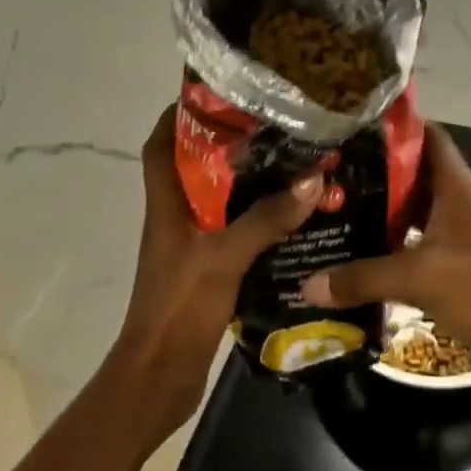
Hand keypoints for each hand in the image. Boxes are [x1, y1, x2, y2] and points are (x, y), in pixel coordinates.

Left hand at [107, 105, 322, 438]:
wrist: (159, 376)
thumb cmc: (179, 307)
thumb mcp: (223, 257)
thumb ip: (265, 220)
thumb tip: (310, 181)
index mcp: (166, 205)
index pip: (159, 145)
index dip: (179, 115)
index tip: (216, 94)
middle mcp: (175, 219)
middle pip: (196, 169)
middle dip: (228, 146)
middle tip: (273, 129)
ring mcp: (190, 247)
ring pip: (219, 203)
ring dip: (249, 187)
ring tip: (292, 167)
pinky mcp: (207, 273)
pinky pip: (234, 236)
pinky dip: (258, 225)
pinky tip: (293, 222)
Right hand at [301, 126, 470, 412]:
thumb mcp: (420, 277)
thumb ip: (362, 278)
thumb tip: (307, 284)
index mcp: (454, 185)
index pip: (423, 135)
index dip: (388, 127)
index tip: (345, 125)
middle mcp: (453, 204)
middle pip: (405, 176)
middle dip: (365, 175)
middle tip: (317, 174)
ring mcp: (453, 238)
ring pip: (404, 216)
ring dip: (371, 217)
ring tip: (322, 213)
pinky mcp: (451, 271)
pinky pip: (408, 252)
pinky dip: (382, 254)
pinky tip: (346, 260)